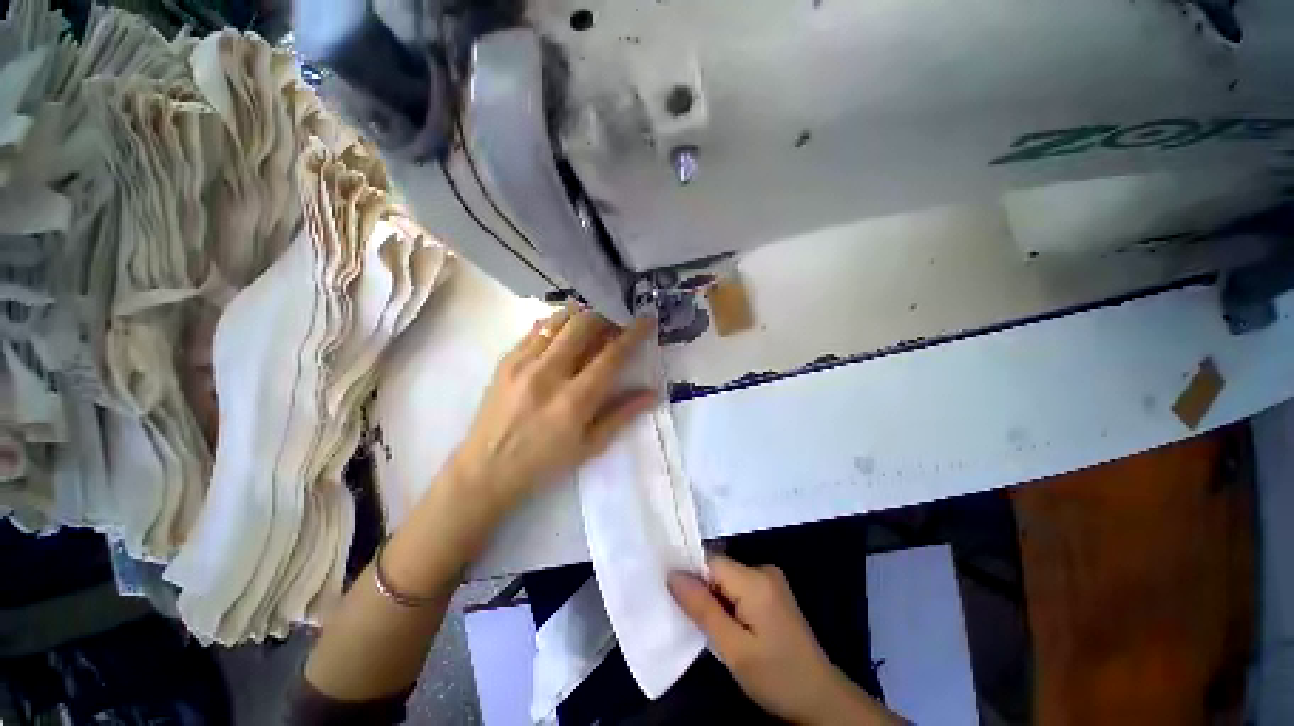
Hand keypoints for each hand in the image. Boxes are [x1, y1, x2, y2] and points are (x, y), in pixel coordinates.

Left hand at [449, 307, 656, 515]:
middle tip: (618, 320)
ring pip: (559, 320)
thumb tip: (653, 393)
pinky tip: (565, 331)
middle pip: (584, 325)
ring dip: (582, 314)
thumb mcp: (590, 446)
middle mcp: (548, 374)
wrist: (486, 470)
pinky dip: (557, 323)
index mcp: (574, 401)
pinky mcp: (506, 360)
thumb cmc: (544, 464)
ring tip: (594, 321)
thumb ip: (622, 415)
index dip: (633, 333)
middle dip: (607, 315)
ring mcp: (523, 363)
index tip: (646, 318)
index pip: (611, 355)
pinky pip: (536, 329)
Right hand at [669, 555, 901, 725]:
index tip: (677, 600)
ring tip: (713, 628)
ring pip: (727, 579)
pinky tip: (730, 627)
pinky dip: (728, 603)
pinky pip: (739, 586)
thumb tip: (672, 574)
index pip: (710, 562)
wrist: (821, 699)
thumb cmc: (776, 676)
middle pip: (719, 569)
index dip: (691, 577)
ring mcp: (771, 580)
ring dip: (715, 599)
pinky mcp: (773, 592)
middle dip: (704, 591)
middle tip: (696, 623)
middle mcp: (763, 570)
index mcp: (755, 579)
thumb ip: (702, 608)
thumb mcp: (733, 648)